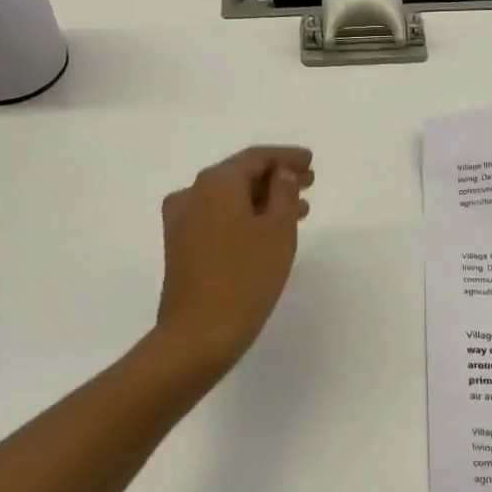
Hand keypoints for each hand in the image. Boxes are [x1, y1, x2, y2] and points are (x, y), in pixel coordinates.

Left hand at [154, 146, 313, 371]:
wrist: (198, 333)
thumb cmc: (246, 277)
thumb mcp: (277, 231)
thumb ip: (283, 193)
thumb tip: (280, 173)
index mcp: (216, 182)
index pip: (256, 157)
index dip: (286, 157)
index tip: (310, 162)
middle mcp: (192, 193)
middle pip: (239, 175)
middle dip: (275, 178)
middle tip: (309, 182)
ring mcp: (181, 220)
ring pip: (229, 199)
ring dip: (262, 199)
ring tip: (298, 210)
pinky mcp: (180, 245)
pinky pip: (217, 218)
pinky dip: (243, 217)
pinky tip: (266, 231)